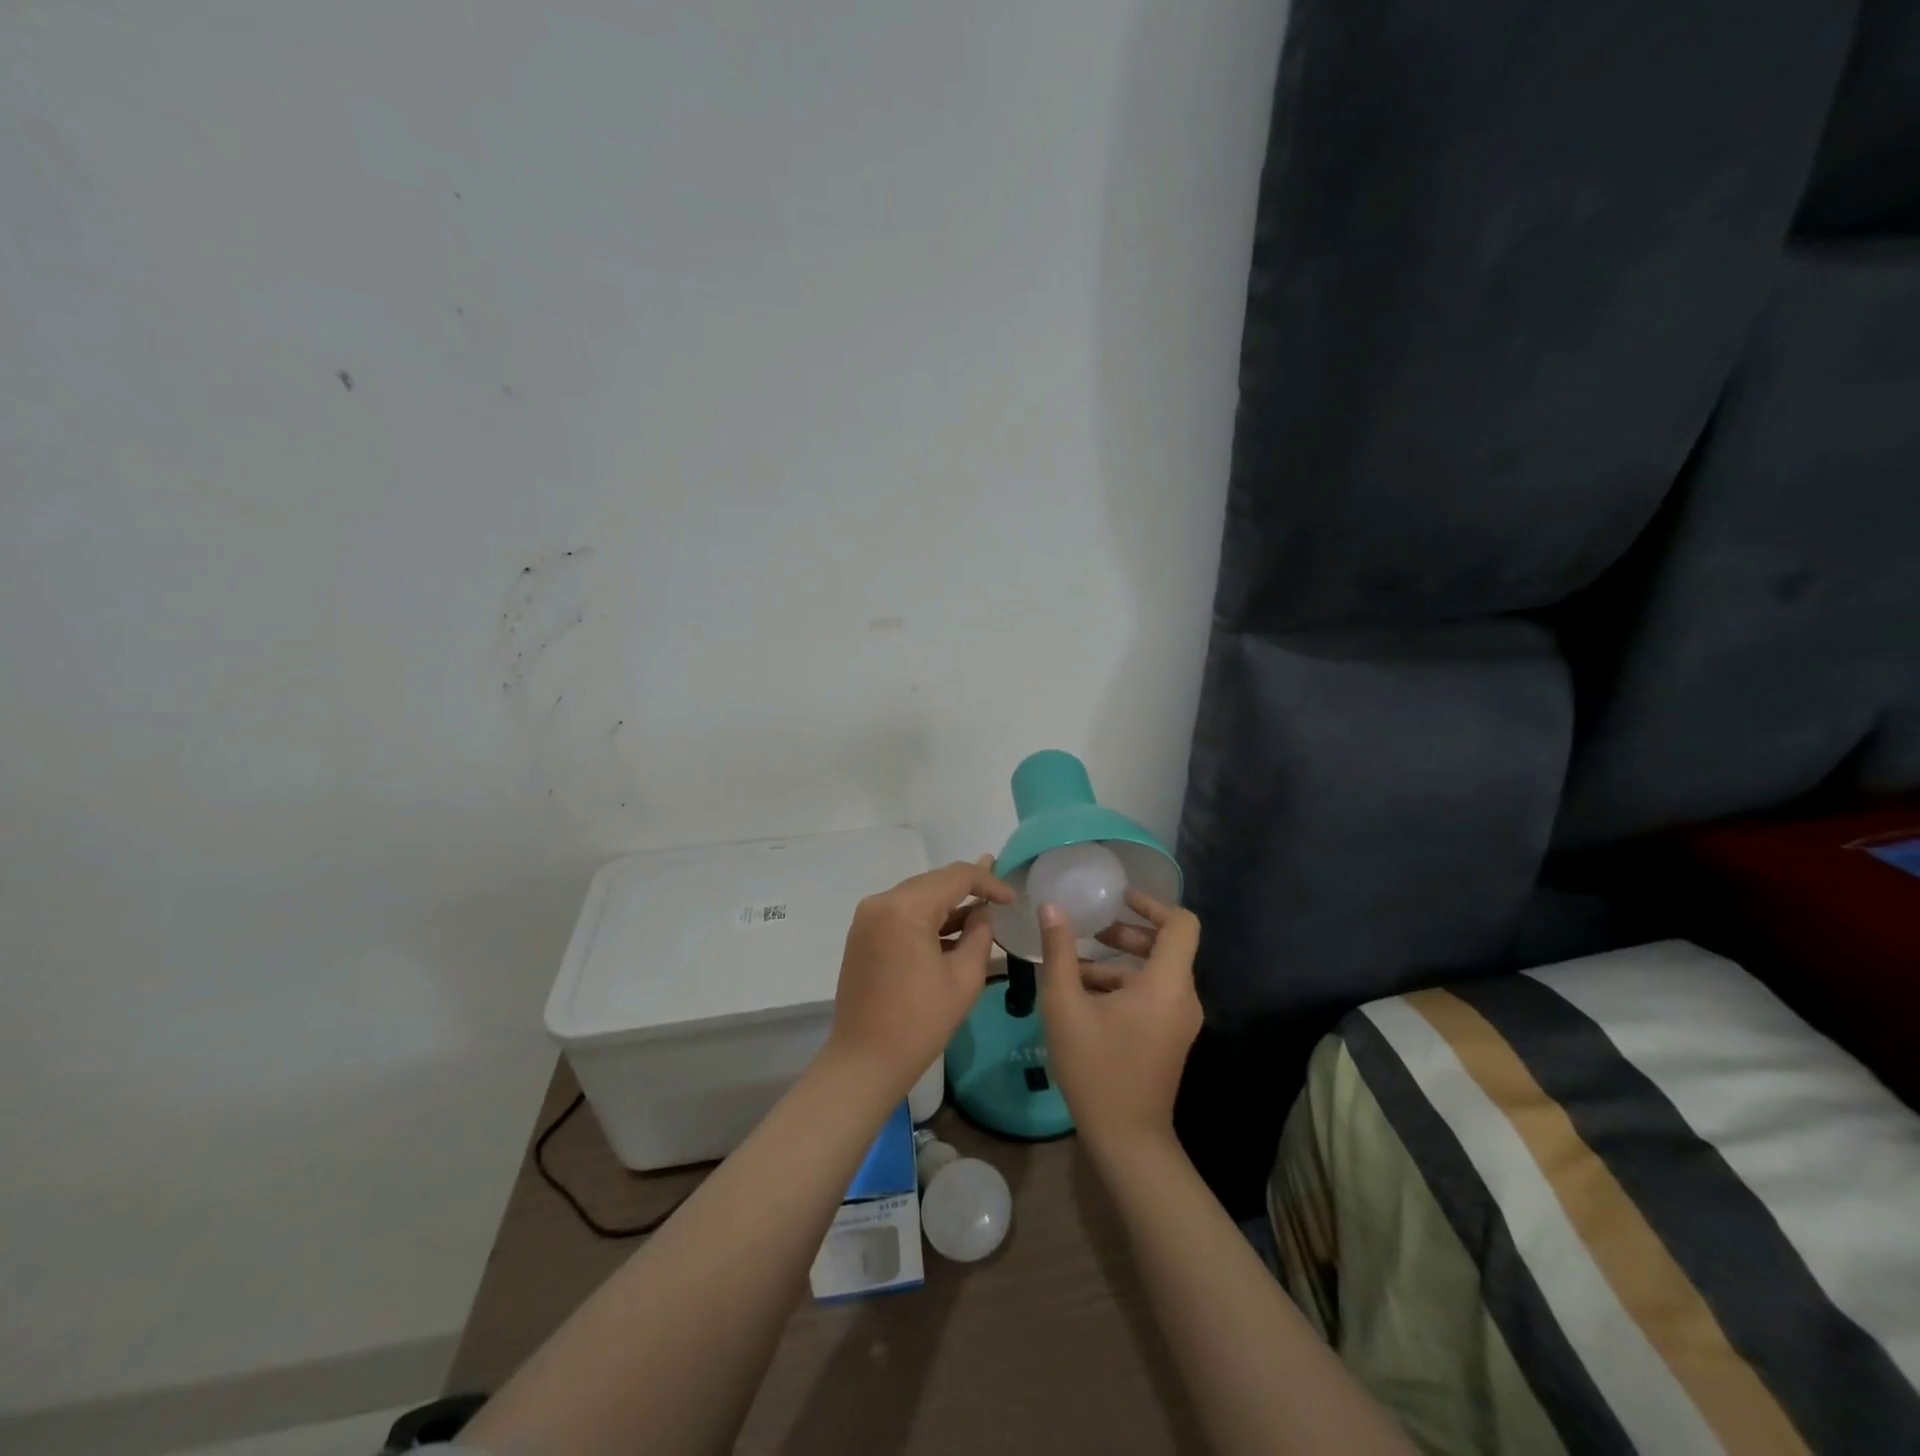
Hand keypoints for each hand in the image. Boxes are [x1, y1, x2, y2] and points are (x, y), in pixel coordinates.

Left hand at [827, 856, 1014, 1095]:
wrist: (865, 1061)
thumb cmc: (920, 1022)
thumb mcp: (964, 978)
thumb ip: (980, 935)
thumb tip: (983, 913)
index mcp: (905, 908)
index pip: (955, 877)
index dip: (989, 882)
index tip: (1013, 898)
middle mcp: (881, 902)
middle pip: (933, 882)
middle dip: (967, 888)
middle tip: (1000, 894)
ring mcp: (867, 918)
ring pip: (917, 896)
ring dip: (947, 903)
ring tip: (982, 908)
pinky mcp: (862, 935)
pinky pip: (901, 913)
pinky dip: (926, 918)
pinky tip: (951, 929)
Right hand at [1037, 888, 1202, 1156]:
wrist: (1127, 1140)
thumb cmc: (1096, 1068)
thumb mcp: (1066, 1006)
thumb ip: (1060, 952)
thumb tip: (1051, 907)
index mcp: (1167, 984)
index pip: (1182, 924)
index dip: (1152, 903)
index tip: (1118, 898)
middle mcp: (1182, 997)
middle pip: (1166, 945)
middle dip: (1127, 931)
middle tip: (1090, 926)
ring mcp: (1179, 1019)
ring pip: (1154, 971)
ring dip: (1118, 960)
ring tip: (1074, 960)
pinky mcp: (1169, 1036)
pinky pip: (1152, 994)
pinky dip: (1123, 984)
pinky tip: (1083, 992)